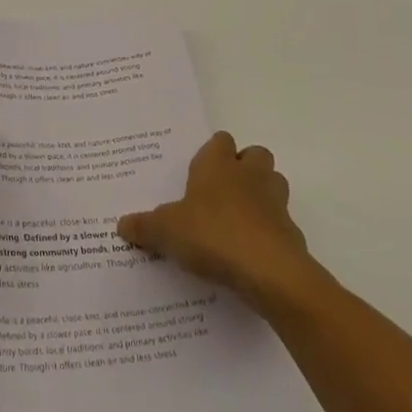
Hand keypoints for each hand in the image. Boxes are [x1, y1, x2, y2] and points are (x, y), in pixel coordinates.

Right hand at [117, 132, 313, 308]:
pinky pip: (279, 222)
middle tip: (220, 192)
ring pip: (273, 183)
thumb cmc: (212, 235)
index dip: (211, 153)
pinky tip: (249, 251)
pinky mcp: (290, 231)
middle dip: (242, 168)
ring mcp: (275, 201)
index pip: (219, 141)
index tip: (197, 173)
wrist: (268, 271)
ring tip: (236, 219)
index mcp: (218, 164)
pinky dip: (268, 230)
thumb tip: (121, 224)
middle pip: (254, 155)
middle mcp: (249, 174)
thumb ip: (144, 226)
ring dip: (260, 195)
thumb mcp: (166, 231)